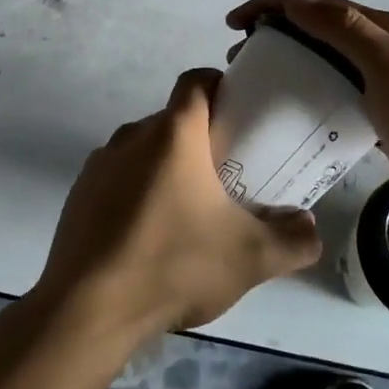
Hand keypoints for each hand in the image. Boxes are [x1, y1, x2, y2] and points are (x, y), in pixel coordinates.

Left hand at [33, 69, 322, 341]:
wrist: (89, 307)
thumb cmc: (174, 264)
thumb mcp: (251, 258)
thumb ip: (293, 239)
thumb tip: (308, 226)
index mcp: (173, 133)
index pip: (196, 81)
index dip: (220, 87)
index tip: (240, 115)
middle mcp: (131, 135)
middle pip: (172, 120)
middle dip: (201, 139)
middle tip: (227, 175)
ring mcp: (99, 163)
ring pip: (144, 150)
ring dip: (167, 169)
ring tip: (190, 212)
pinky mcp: (79, 193)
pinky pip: (118, 178)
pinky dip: (138, 192)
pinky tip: (151, 236)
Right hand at [226, 0, 388, 221]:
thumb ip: (345, 30)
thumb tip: (294, 1)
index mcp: (380, 28)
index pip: (315, 3)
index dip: (271, 5)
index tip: (233, 23)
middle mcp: (378, 46)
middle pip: (315, 27)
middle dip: (273, 31)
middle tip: (240, 56)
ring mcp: (379, 80)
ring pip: (322, 58)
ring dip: (287, 59)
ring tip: (256, 80)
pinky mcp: (377, 112)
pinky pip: (331, 90)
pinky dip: (305, 89)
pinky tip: (289, 109)